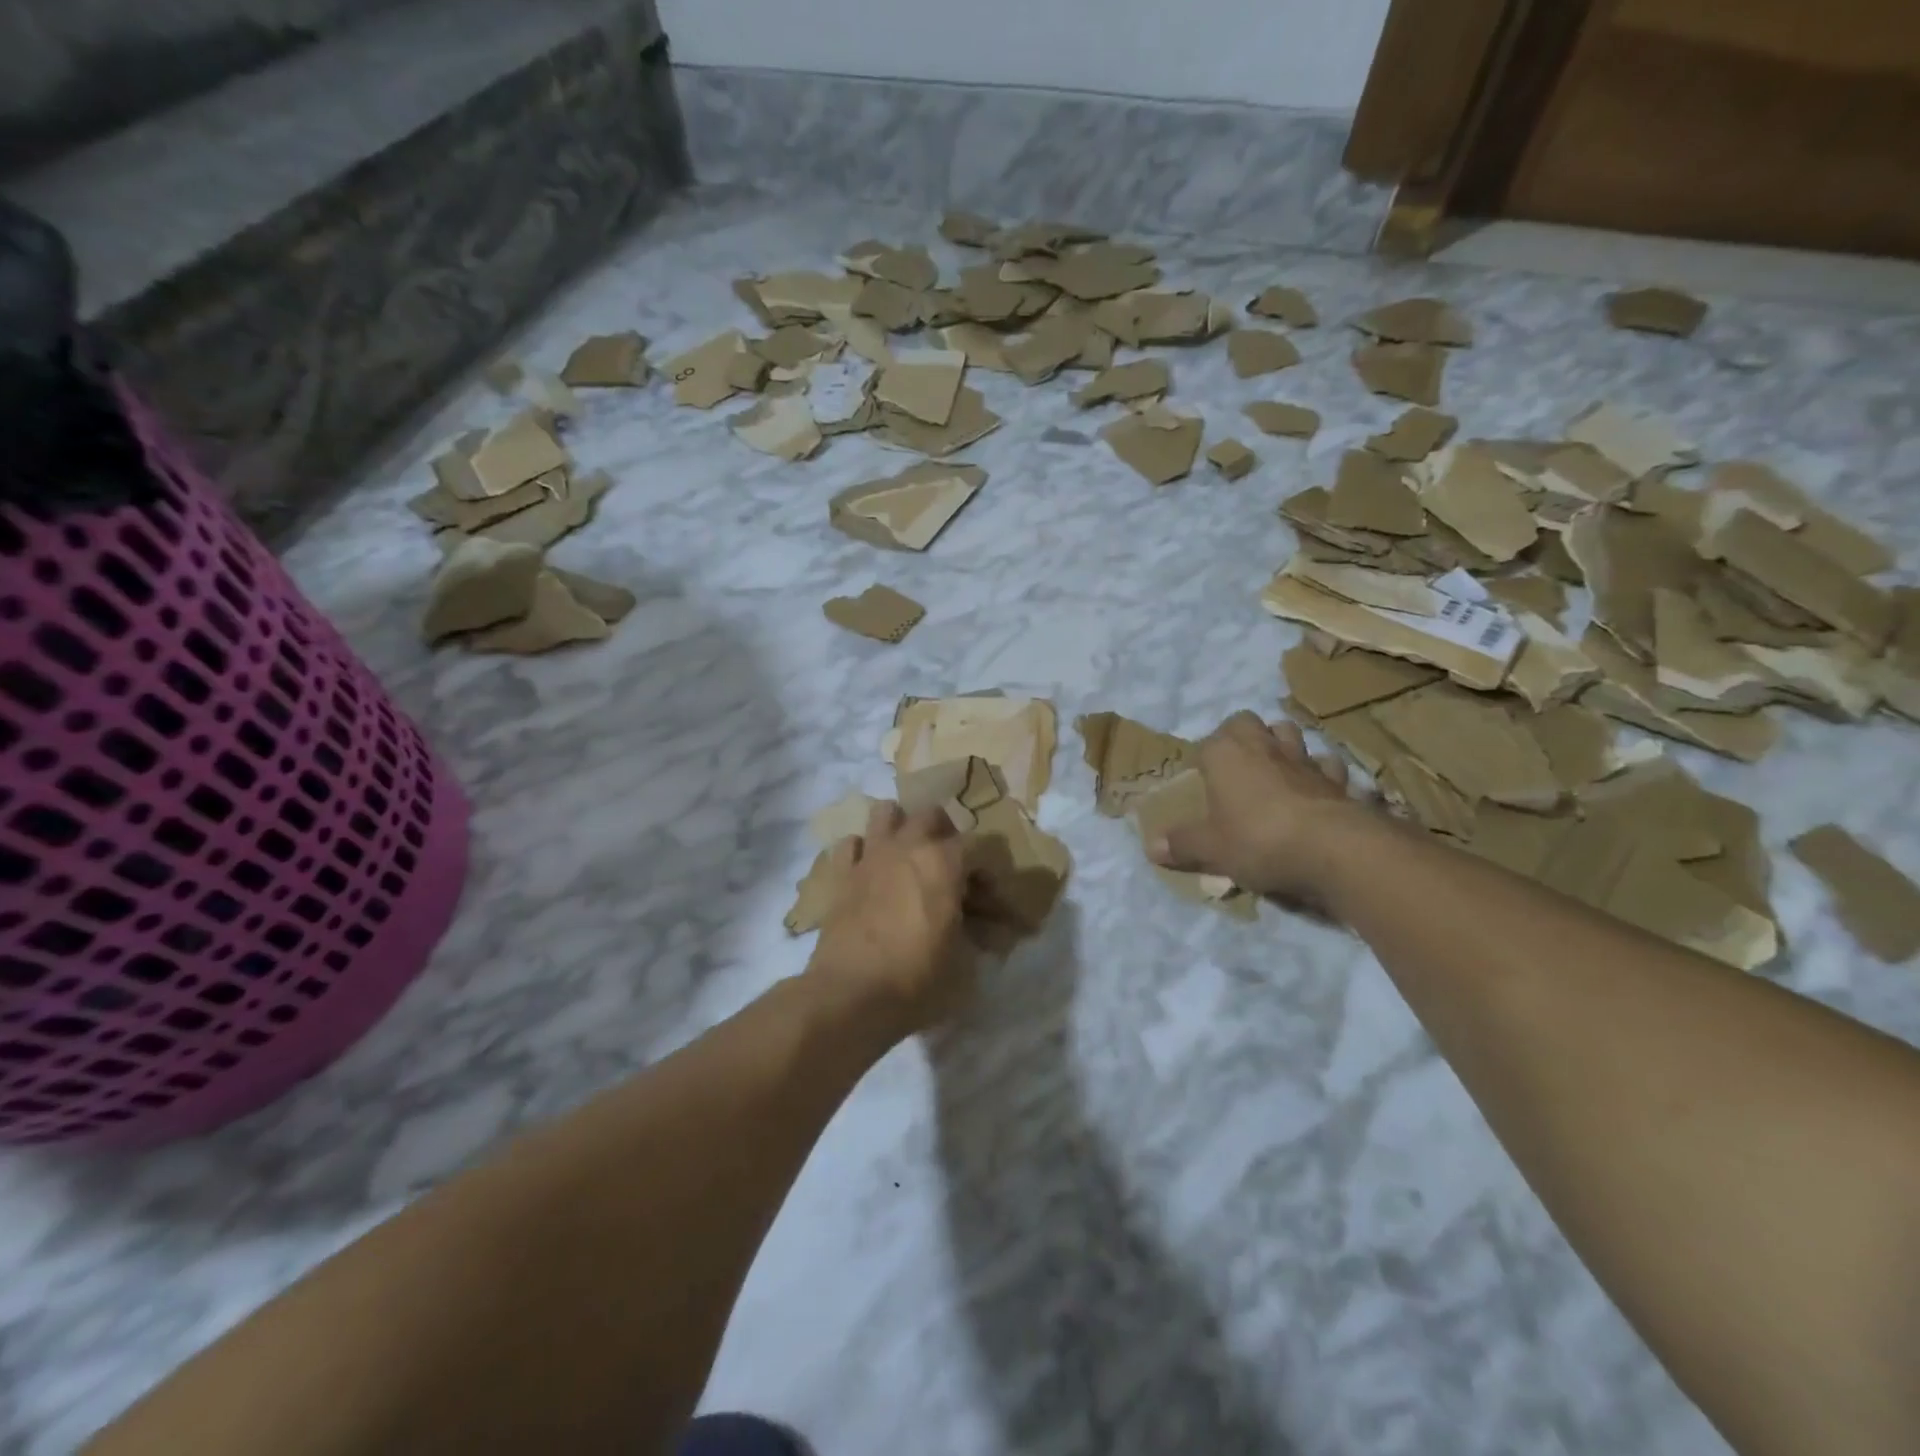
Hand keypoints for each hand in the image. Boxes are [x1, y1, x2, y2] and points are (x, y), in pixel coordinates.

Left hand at [809, 801, 973, 1036]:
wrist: (849, 996)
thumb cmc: (916, 979)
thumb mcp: (963, 964)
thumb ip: (976, 936)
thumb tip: (982, 930)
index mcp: (944, 862)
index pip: (981, 846)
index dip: (991, 872)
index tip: (991, 902)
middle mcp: (907, 847)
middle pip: (932, 815)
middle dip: (947, 834)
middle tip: (952, 868)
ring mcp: (870, 856)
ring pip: (886, 813)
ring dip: (901, 827)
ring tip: (908, 855)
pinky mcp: (841, 874)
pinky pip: (851, 844)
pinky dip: (863, 851)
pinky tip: (870, 872)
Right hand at [1148, 710, 1374, 909]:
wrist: (1333, 849)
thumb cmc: (1258, 839)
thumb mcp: (1211, 848)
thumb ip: (1182, 844)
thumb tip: (1151, 846)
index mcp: (1225, 753)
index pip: (1207, 741)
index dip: (1204, 759)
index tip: (1202, 780)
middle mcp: (1263, 745)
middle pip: (1248, 723)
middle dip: (1242, 736)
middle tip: (1236, 766)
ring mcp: (1304, 758)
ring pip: (1290, 733)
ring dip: (1282, 745)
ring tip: (1275, 770)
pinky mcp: (1337, 778)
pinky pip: (1327, 764)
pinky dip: (1320, 773)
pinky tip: (1315, 790)